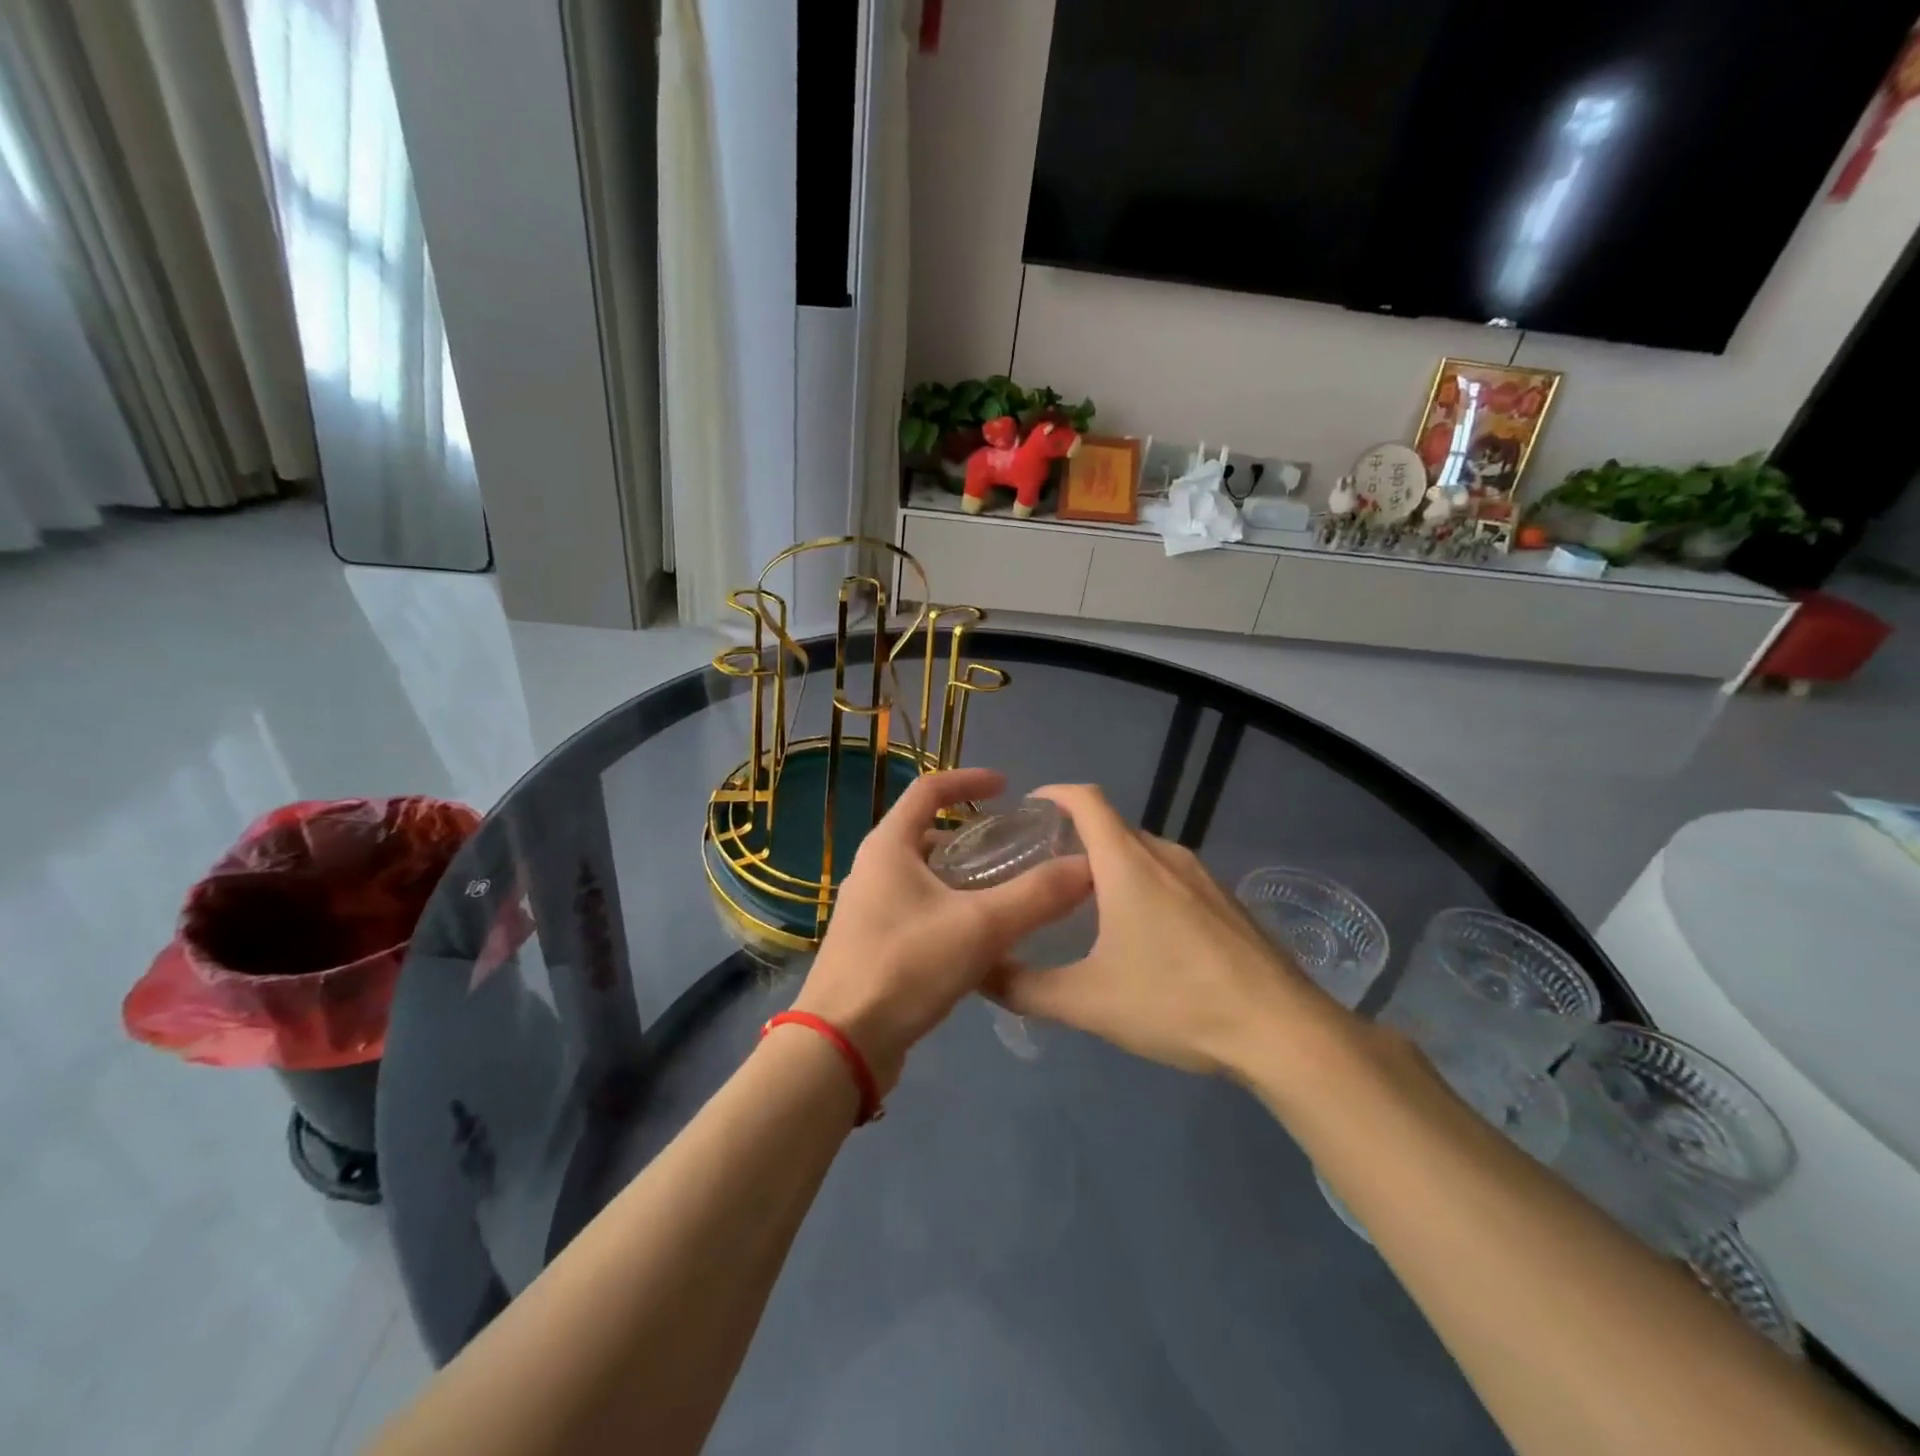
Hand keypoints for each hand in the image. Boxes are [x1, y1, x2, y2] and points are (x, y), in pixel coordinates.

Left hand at [792, 768, 1090, 1093]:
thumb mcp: (980, 927)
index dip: (969, 780)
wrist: (841, 1044)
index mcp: (888, 847)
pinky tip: (977, 937)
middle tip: (1012, 846)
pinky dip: (948, 906)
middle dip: (969, 834)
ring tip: (1003, 889)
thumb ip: (1036, 895)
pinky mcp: (871, 943)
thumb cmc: (905, 967)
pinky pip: (916, 908)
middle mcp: (872, 869)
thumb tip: (1087, 867)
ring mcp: (868, 908)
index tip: (1007, 787)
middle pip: (924, 833)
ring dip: (959, 874)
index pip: (928, 790)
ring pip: (921, 874)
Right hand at [988, 784, 1345, 1077]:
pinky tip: (1145, 936)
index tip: (1029, 809)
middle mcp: (1166, 856)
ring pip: (1145, 855)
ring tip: (1089, 907)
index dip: (1055, 794)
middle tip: (1046, 876)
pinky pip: (1173, 877)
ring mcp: (1204, 877)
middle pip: (1113, 828)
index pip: (1087, 801)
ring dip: (1113, 867)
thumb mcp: (1088, 1002)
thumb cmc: (1176, 1002)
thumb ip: (1026, 988)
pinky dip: (1146, 886)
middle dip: (1077, 841)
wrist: (1282, 1031)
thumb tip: (979, 972)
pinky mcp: (1227, 902)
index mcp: (1129, 864)